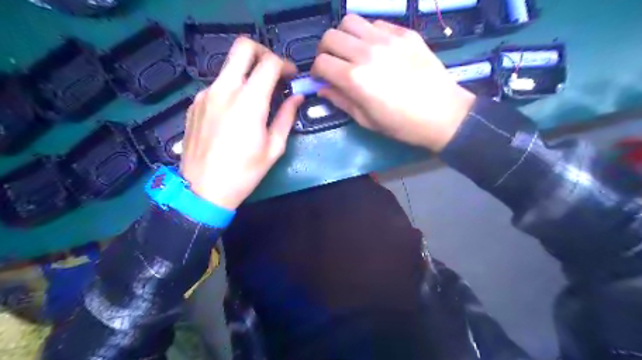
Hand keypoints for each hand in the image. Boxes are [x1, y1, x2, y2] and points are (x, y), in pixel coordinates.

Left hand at [177, 36, 304, 207]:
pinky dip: (231, 90)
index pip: (269, 63)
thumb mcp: (274, 147)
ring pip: (229, 67)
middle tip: (273, 72)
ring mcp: (205, 94)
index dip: (285, 64)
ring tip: (256, 99)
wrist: (202, 190)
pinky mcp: (194, 104)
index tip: (291, 77)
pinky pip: (217, 86)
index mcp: (249, 101)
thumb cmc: (244, 172)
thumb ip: (286, 117)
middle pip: (243, 47)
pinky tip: (235, 113)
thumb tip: (297, 97)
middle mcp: (225, 89)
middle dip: (263, 53)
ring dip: (246, 74)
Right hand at [314, 15, 472, 150]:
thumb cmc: (401, 124)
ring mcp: (387, 39)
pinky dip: (368, 34)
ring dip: (344, 36)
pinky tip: (376, 49)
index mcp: (355, 78)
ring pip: (351, 21)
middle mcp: (367, 52)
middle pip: (330, 36)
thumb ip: (340, 100)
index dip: (316, 72)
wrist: (443, 114)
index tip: (322, 79)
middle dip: (325, 51)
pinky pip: (376, 24)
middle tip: (333, 63)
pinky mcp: (405, 33)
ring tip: (352, 51)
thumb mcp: (366, 120)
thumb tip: (322, 88)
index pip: (321, 62)